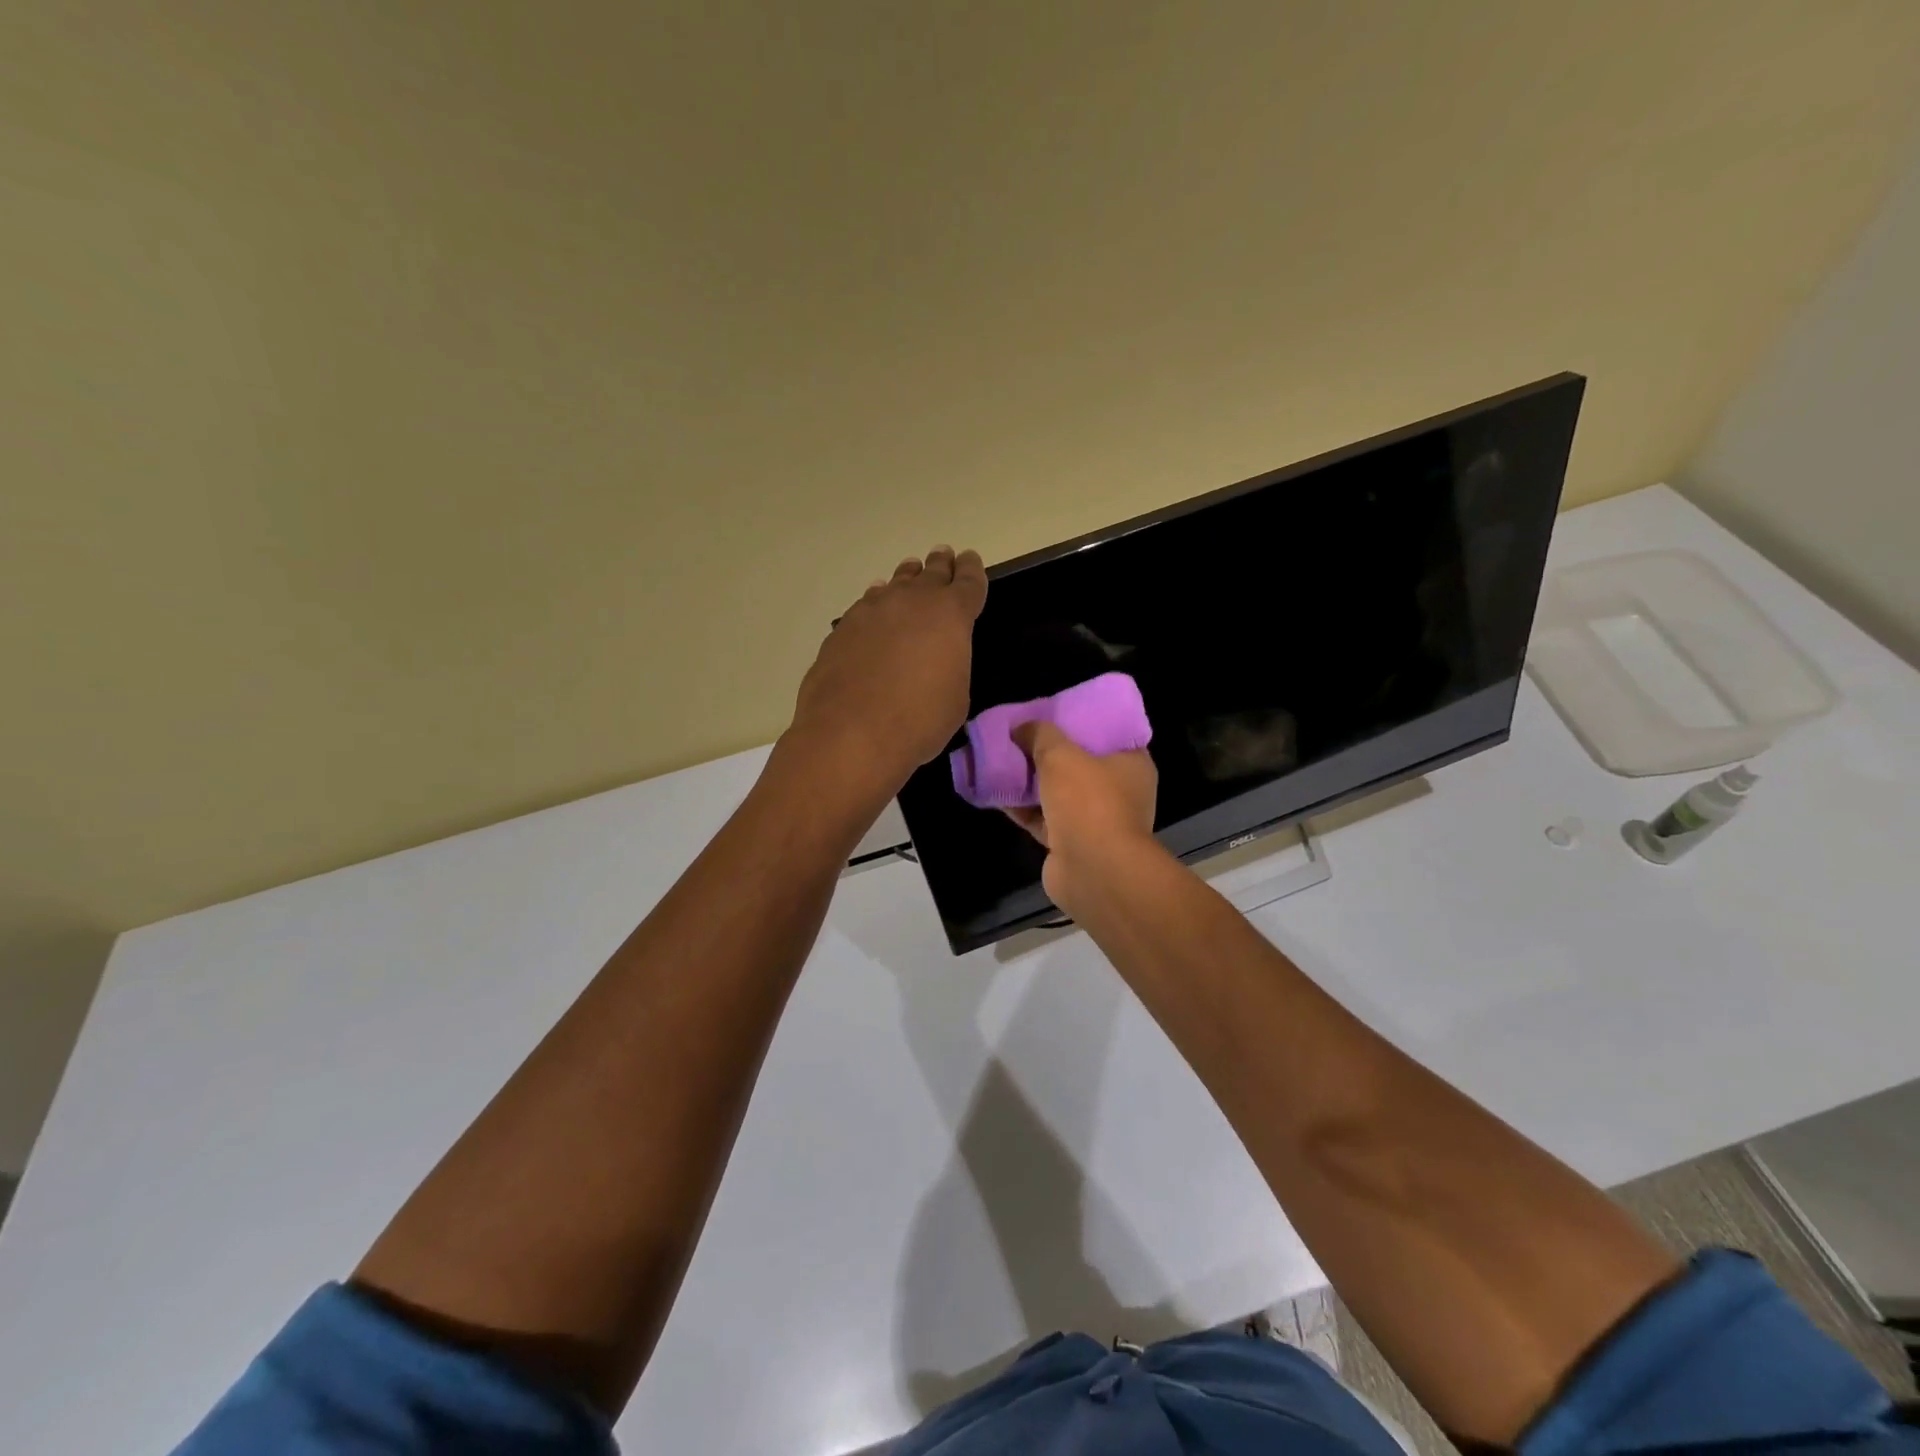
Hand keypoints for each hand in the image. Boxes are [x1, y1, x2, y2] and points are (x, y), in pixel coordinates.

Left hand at [787, 546, 987, 801]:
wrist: (852, 732)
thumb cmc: (919, 721)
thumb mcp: (955, 696)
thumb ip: (951, 665)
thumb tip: (936, 660)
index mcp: (951, 614)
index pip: (968, 581)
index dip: (971, 569)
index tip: (969, 560)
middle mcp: (912, 601)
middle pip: (931, 573)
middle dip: (940, 565)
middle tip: (943, 556)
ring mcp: (873, 609)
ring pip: (896, 583)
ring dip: (907, 578)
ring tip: (911, 573)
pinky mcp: (843, 627)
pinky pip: (867, 604)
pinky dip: (877, 602)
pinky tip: (875, 606)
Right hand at [1005, 720, 1158, 916]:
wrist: (1093, 871)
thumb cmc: (1089, 802)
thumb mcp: (1061, 754)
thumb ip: (1039, 734)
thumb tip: (1020, 727)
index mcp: (1131, 764)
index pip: (1107, 733)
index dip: (1078, 721)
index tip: (1050, 713)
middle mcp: (1118, 791)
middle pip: (1078, 763)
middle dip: (1046, 751)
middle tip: (1018, 734)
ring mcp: (1094, 820)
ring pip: (1056, 792)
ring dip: (1029, 780)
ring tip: (999, 759)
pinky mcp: (1070, 843)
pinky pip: (1041, 818)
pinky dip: (1021, 806)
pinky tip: (993, 791)